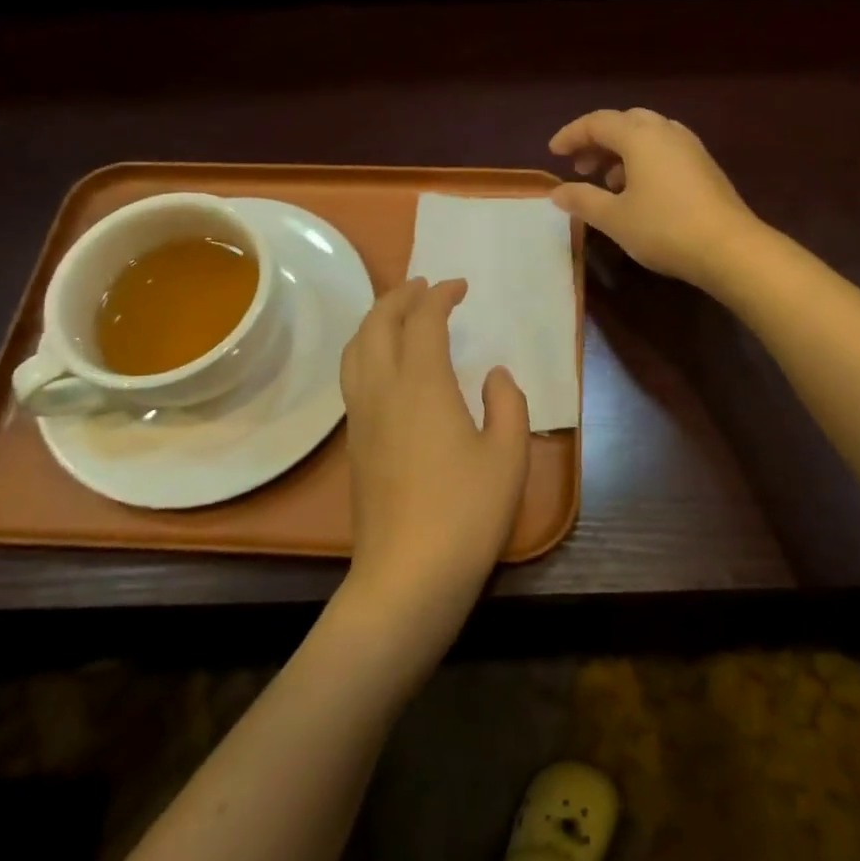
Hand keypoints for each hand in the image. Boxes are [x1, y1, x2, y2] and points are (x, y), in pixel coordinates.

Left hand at [338, 278, 531, 647]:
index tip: (460, 286)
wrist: (408, 574)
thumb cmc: (467, 511)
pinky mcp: (355, 442)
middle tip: (425, 286)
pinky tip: (385, 364)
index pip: (423, 320)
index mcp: (421, 384)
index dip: (440, 295)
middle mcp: (382, 389)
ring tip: (399, 313)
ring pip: (355, 348)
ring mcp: (361, 416)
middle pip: (378, 324)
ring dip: (376, 320)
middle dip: (400, 296)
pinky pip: (352, 375)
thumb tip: (494, 374)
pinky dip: (366, 349)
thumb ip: (507, 403)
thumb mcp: (508, 455)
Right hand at [549, 108, 761, 291]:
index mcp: (640, 136)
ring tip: (607, 183)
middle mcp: (666, 131)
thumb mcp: (614, 218)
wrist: (730, 248)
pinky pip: (665, 150)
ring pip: (647, 136)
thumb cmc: (664, 228)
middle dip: (598, 141)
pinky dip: (643, 161)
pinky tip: (639, 192)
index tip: (553, 153)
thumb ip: (582, 200)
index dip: (571, 135)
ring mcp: (690, 147)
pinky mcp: (704, 166)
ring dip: (621, 152)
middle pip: (624, 122)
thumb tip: (557, 192)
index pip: (597, 122)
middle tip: (580, 166)